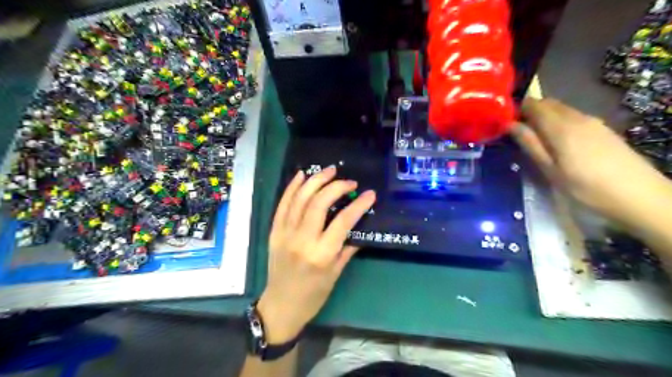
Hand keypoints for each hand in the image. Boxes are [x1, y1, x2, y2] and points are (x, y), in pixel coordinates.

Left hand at [258, 166, 374, 344]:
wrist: (281, 306)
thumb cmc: (313, 295)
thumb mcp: (336, 274)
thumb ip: (348, 247)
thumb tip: (359, 225)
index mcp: (321, 254)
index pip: (343, 221)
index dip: (358, 204)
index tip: (370, 194)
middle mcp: (302, 240)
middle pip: (319, 203)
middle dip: (336, 186)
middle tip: (350, 182)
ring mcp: (285, 233)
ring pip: (300, 199)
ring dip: (316, 181)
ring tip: (330, 170)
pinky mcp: (274, 231)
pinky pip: (282, 204)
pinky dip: (292, 187)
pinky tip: (302, 175)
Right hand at [511, 98, 671, 228]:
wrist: (638, 195)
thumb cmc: (585, 187)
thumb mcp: (550, 169)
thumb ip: (530, 144)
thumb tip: (510, 124)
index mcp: (561, 126)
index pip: (534, 104)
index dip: (517, 109)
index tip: (505, 122)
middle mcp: (577, 117)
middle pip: (548, 104)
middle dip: (530, 112)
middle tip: (517, 132)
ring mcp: (593, 122)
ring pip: (561, 110)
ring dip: (545, 118)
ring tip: (535, 138)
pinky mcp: (602, 129)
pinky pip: (574, 117)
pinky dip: (559, 122)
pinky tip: (558, 143)